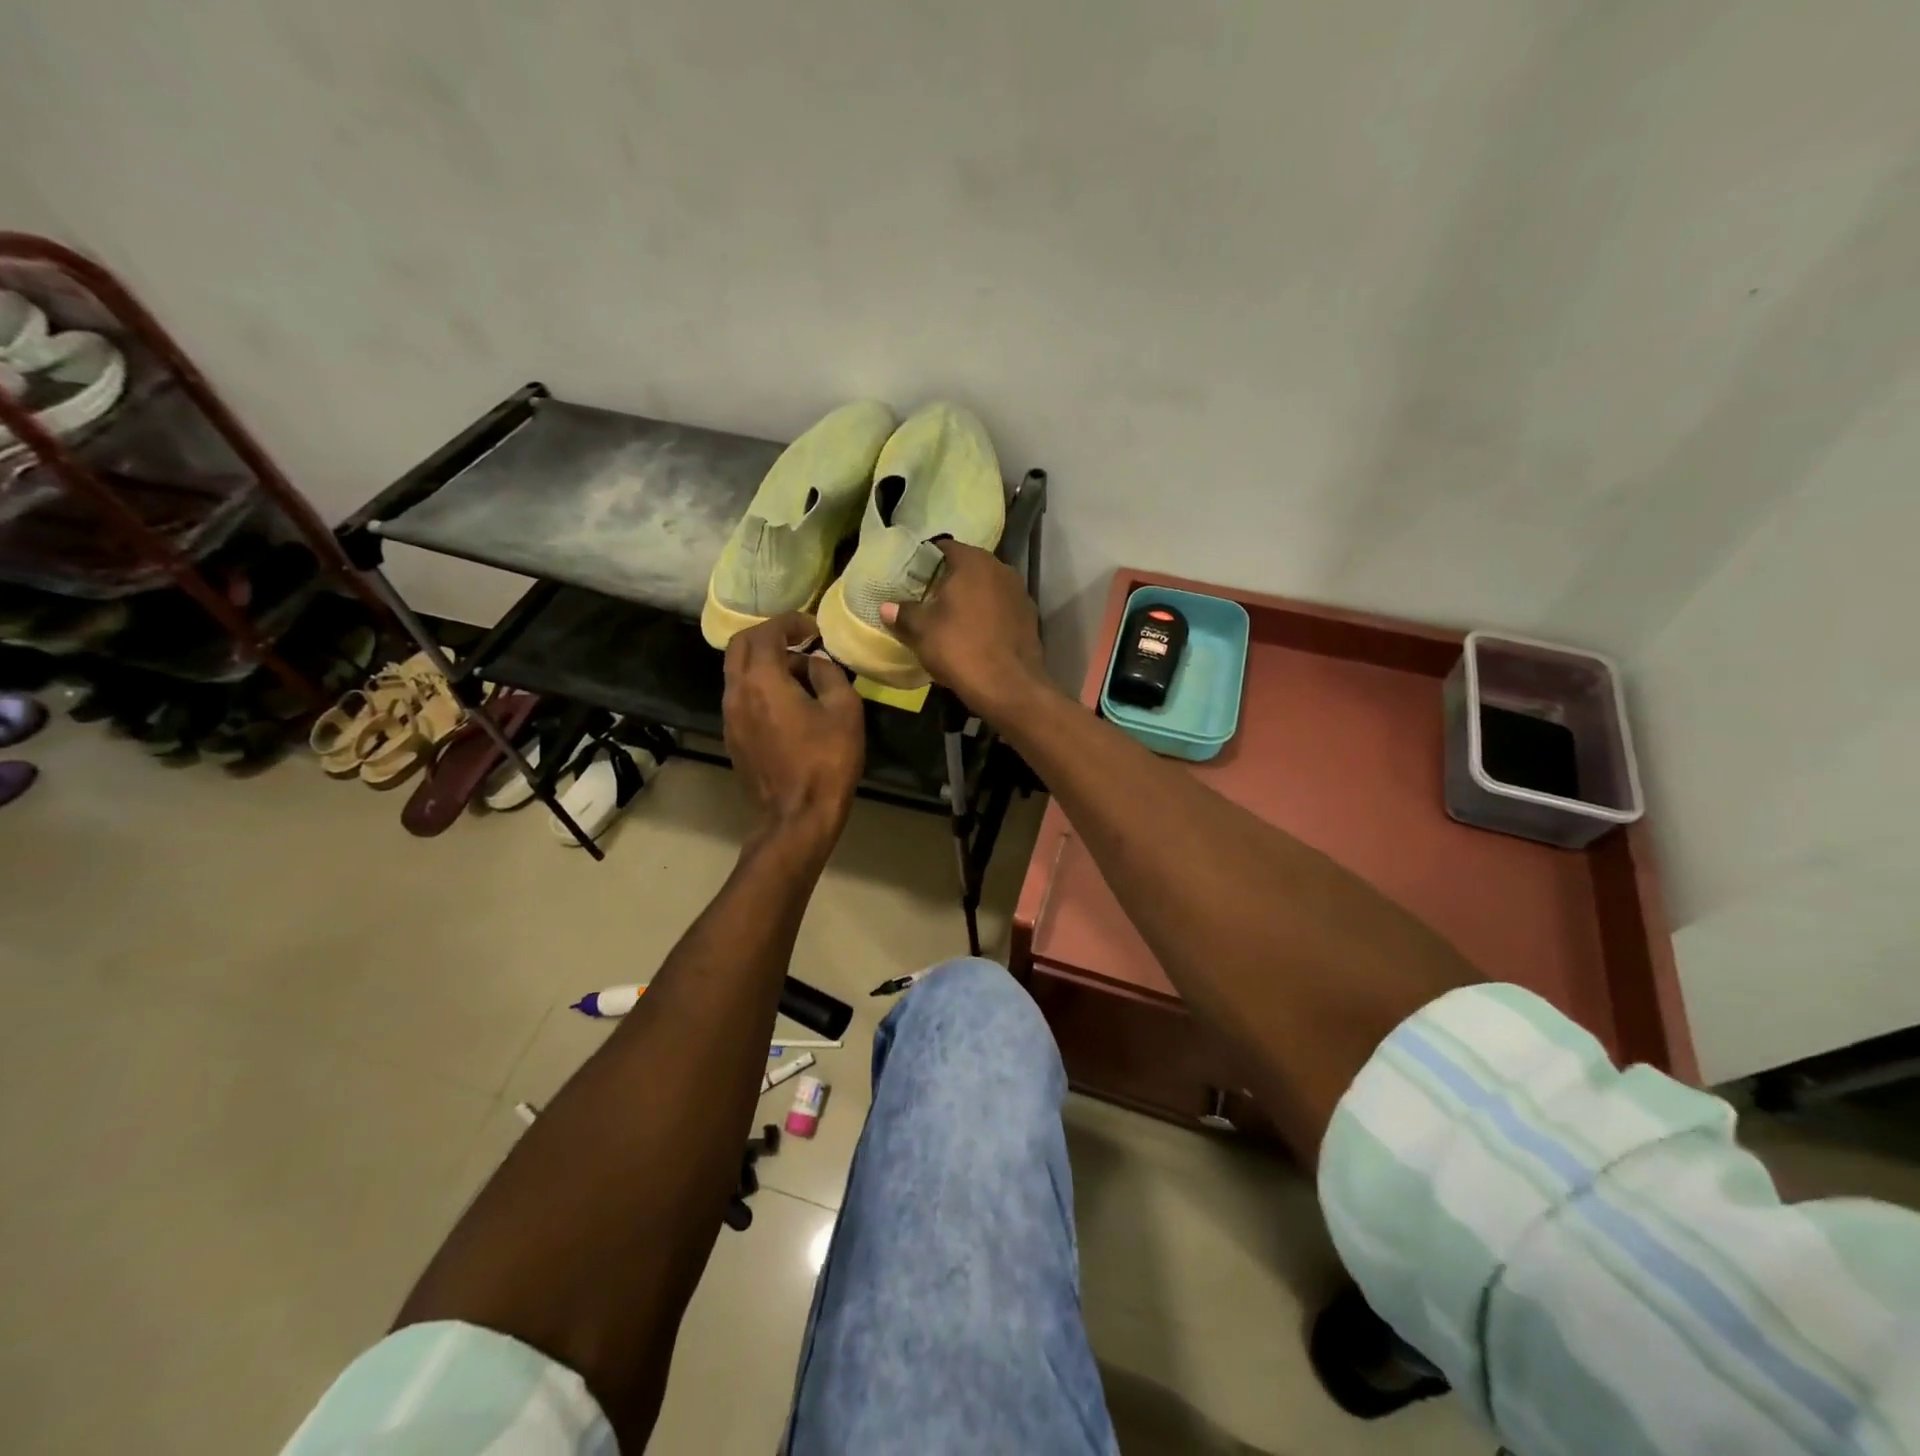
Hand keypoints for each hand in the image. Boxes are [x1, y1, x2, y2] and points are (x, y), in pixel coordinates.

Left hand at [722, 613, 864, 853]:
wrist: (797, 816)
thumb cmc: (826, 761)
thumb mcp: (844, 710)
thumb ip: (829, 675)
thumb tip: (816, 662)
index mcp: (761, 680)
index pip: (765, 632)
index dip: (790, 622)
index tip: (813, 627)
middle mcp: (736, 693)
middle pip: (740, 646)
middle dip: (768, 636)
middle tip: (799, 641)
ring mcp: (729, 717)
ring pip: (738, 672)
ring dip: (765, 662)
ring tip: (801, 675)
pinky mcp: (733, 738)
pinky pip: (741, 696)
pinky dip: (760, 686)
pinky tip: (789, 702)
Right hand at [881, 541, 1050, 721]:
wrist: (1009, 687)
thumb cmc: (960, 649)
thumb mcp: (922, 631)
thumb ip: (904, 613)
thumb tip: (886, 607)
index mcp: (974, 562)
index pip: (944, 547)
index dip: (926, 560)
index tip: (912, 577)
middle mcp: (1001, 569)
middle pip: (968, 567)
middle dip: (949, 580)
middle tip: (927, 598)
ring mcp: (1020, 593)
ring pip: (987, 588)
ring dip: (971, 598)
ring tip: (951, 618)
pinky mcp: (1030, 618)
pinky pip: (1001, 609)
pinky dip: (988, 616)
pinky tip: (976, 635)